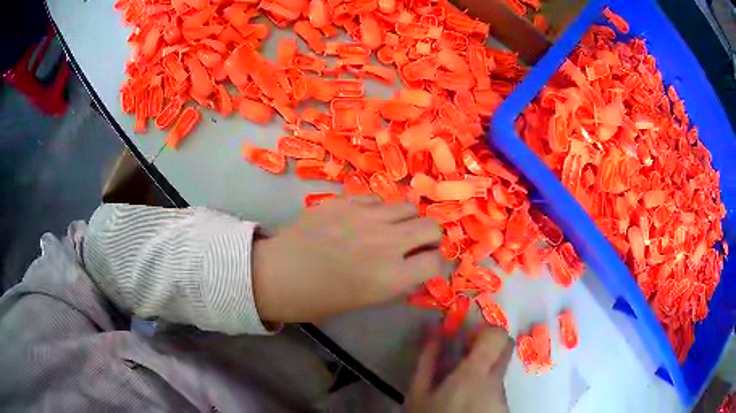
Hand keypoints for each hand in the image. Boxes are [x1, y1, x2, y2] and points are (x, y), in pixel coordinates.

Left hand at [252, 196, 442, 322]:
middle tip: (415, 245)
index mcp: (391, 277)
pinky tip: (364, 220)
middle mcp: (386, 242)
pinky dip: (379, 210)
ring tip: (389, 229)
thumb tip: (413, 269)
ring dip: (405, 220)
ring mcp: (365, 217)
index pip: (436, 262)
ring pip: (406, 207)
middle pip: (430, 227)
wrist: (277, 274)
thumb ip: (395, 282)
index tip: (429, 265)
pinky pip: (377, 198)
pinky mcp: (346, 201)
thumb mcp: (365, 301)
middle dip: (429, 238)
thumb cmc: (318, 299)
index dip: (437, 265)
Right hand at [407, 327, 512, 412]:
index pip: (497, 336)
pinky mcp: (504, 409)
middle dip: (487, 347)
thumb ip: (427, 361)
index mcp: (475, 374)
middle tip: (464, 359)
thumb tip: (434, 332)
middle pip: (505, 349)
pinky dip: (485, 390)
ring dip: (483, 373)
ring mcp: (502, 397)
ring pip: (499, 372)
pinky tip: (467, 405)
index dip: (484, 331)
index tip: (466, 340)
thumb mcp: (418, 394)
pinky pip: (497, 391)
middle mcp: (496, 382)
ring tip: (458, 390)